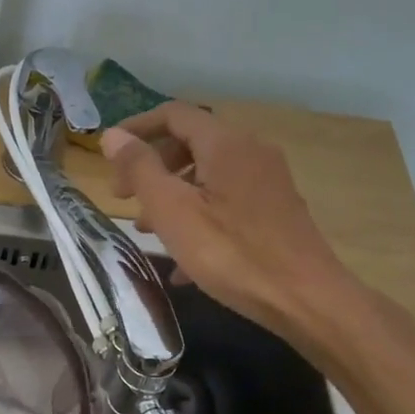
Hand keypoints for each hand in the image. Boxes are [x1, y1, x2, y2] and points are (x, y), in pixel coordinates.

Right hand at [101, 102, 373, 357]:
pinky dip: (198, 217)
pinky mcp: (276, 210)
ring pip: (207, 175)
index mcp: (225, 143)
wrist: (306, 298)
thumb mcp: (172, 211)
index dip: (136, 128)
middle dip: (152, 167)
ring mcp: (267, 181)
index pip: (173, 114)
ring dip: (172, 195)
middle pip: (190, 143)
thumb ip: (140, 169)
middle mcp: (250, 151)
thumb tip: (113, 136)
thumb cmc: (231, 253)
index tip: (108, 155)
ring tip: (149, 231)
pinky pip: (226, 202)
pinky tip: (182, 263)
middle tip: (125, 200)